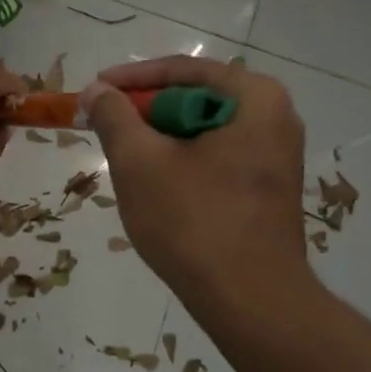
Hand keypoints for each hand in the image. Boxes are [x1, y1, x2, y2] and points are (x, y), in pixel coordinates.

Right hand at [82, 56, 310, 308]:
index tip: (94, 89)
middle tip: (106, 127)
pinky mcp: (270, 189)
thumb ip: (114, 117)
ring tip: (125, 159)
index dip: (132, 79)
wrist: (251, 301)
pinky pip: (218, 159)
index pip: (183, 70)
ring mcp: (277, 157)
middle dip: (146, 113)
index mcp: (255, 98)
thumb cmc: (194, 222)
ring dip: (162, 141)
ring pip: (204, 132)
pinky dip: (184, 163)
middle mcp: (276, 118)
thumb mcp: (140, 163)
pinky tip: (158, 188)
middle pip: (195, 99)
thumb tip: (96, 90)